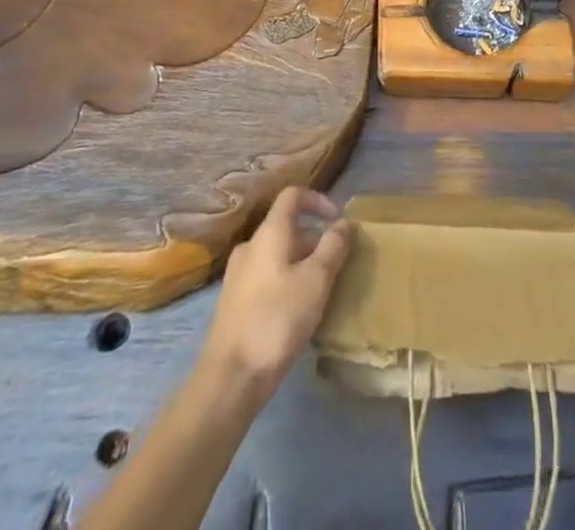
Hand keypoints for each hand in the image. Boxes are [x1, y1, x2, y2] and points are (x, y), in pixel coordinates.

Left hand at [202, 186, 352, 397]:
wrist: (230, 377)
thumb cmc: (277, 319)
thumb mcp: (317, 280)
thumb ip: (333, 247)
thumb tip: (344, 223)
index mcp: (268, 233)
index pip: (292, 196)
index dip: (317, 200)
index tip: (337, 220)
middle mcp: (250, 246)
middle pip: (286, 229)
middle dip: (314, 241)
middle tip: (336, 266)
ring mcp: (238, 276)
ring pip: (277, 256)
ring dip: (301, 265)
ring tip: (320, 292)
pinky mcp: (234, 303)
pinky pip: (266, 279)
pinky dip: (285, 283)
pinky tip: (297, 313)